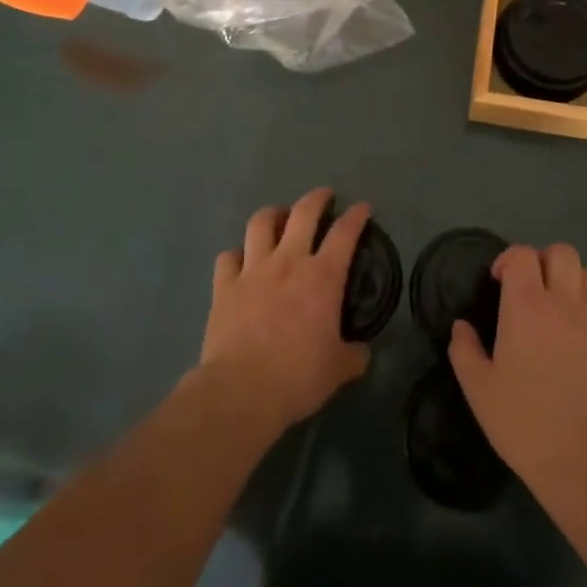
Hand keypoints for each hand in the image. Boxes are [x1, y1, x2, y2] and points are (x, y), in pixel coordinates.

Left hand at [200, 187, 371, 430]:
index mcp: (322, 276)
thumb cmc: (298, 376)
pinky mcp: (224, 285)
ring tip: (278, 217)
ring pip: (261, 223)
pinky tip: (241, 261)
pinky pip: (228, 256)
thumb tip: (362, 351)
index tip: (362, 208)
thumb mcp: (338, 369)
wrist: (241, 391)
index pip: (345, 233)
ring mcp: (253, 269)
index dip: (356, 216)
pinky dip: (237, 255)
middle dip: (316, 198)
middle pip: (303, 213)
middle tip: (323, 195)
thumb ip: (353, 355)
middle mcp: (289, 261)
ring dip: (273, 214)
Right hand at [449, 243, 586, 488]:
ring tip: (555, 306)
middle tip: (529, 288)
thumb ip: (465, 351)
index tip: (498, 281)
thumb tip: (461, 327)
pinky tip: (574, 337)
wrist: (585, 458)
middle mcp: (562, 303)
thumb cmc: (524, 421)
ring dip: (568, 280)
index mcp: (526, 306)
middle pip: (561, 253)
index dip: (509, 259)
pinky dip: (586, 310)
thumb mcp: (479, 390)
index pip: (522, 255)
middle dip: (542, 260)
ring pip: (586, 274)